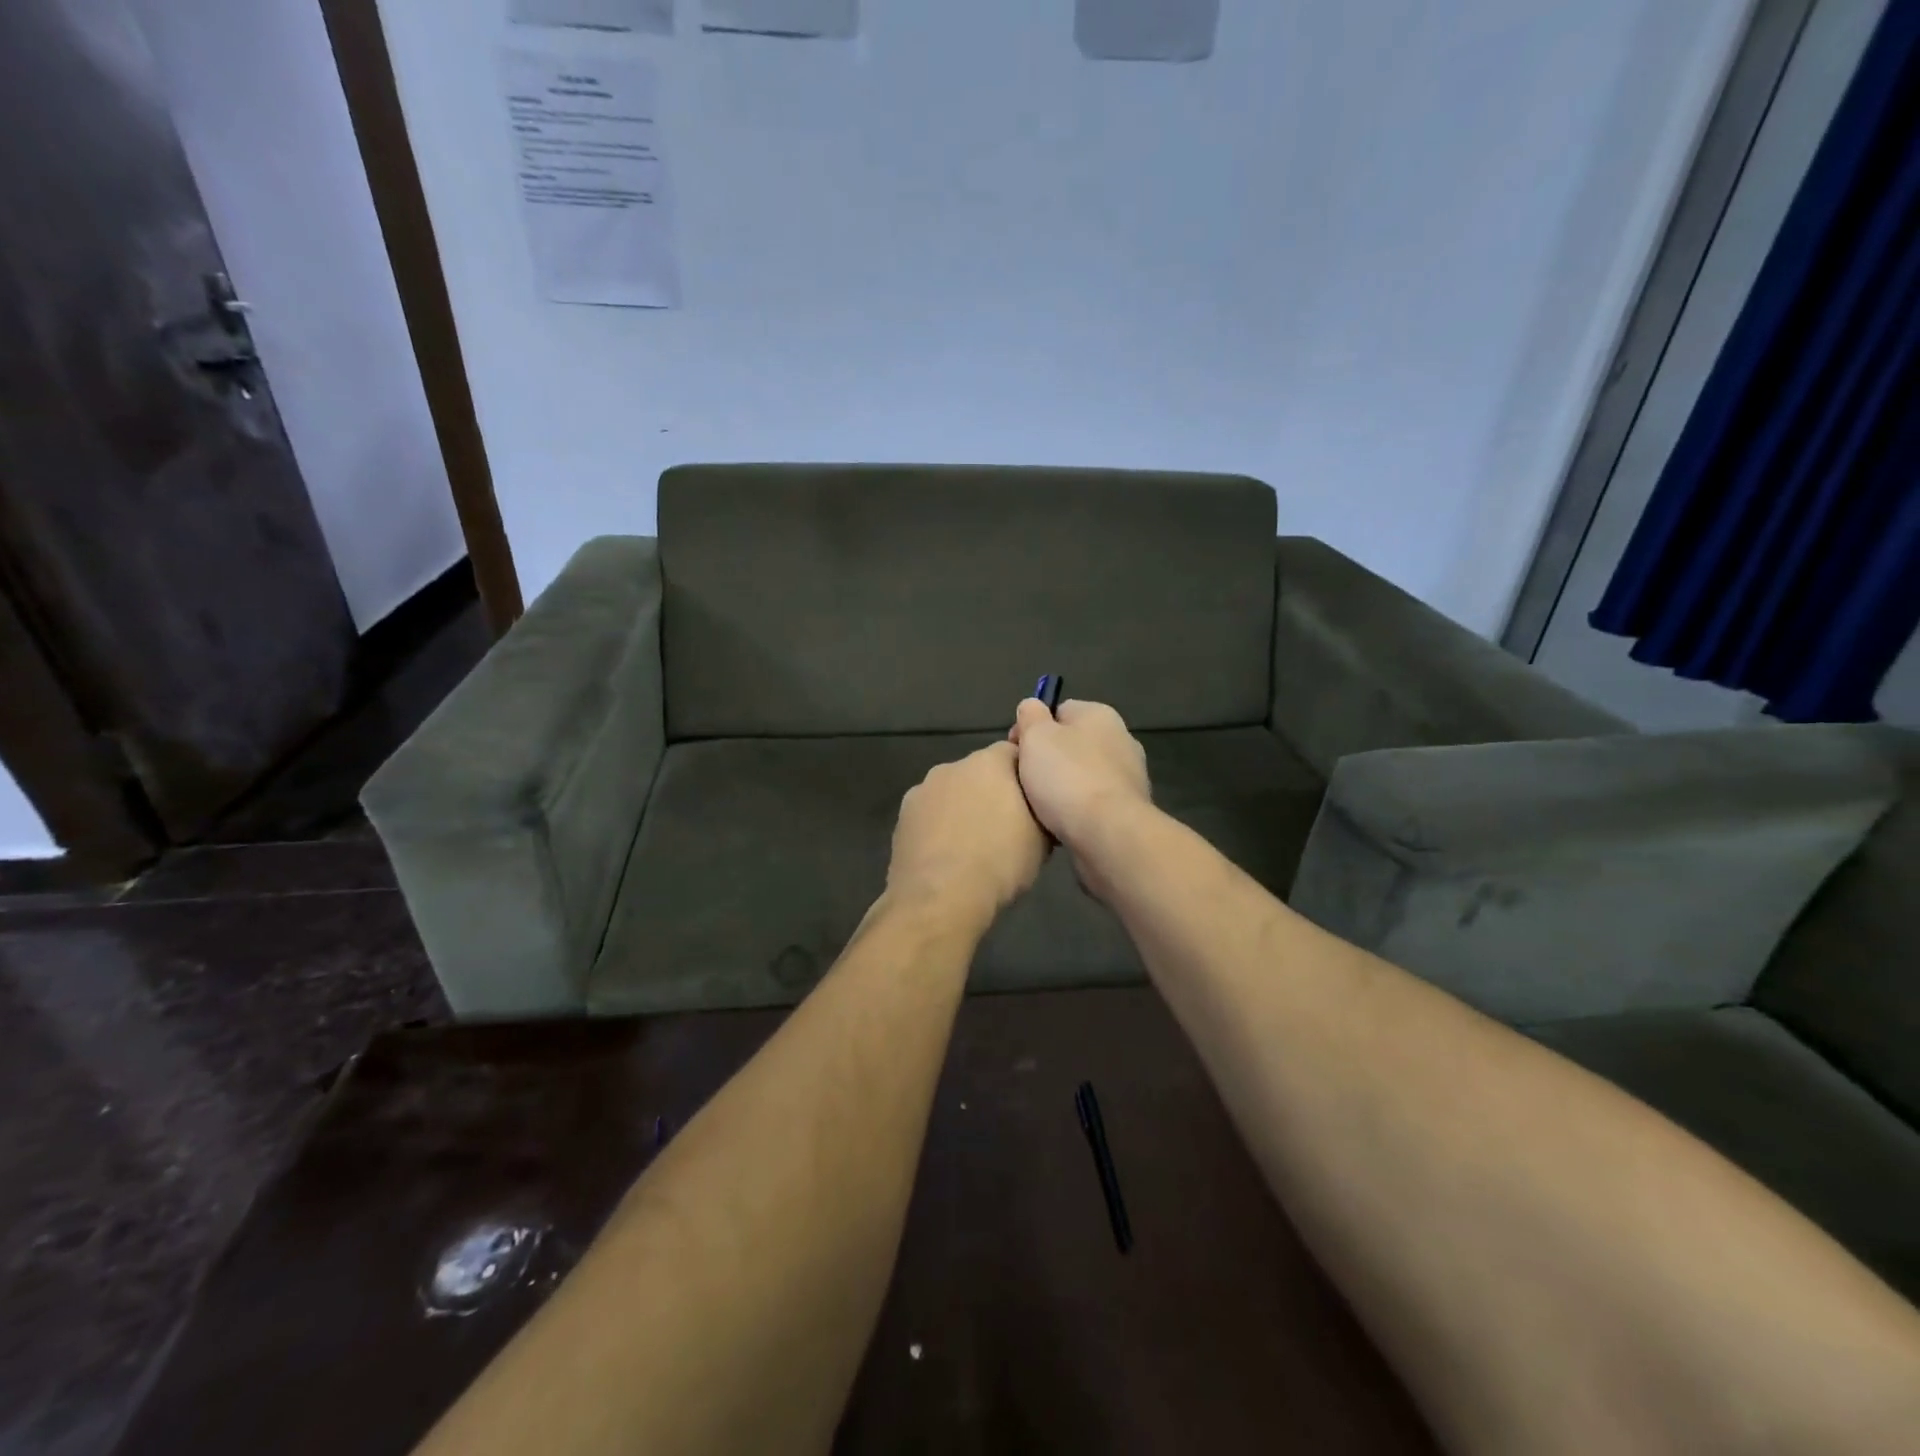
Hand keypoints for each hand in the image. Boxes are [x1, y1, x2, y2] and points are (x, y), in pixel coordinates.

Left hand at [887, 741, 1048, 927]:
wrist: (940, 898)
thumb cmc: (1000, 862)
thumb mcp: (1041, 841)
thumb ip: (1040, 812)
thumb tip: (1038, 811)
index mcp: (989, 762)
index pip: (1013, 753)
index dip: (1024, 776)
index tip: (1032, 801)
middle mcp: (952, 766)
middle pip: (978, 772)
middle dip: (990, 792)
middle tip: (1005, 826)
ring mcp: (922, 790)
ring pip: (950, 793)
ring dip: (961, 810)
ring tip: (973, 846)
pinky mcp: (902, 817)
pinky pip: (929, 815)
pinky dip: (938, 828)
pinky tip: (947, 856)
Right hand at [1008, 698, 1151, 854]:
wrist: (1108, 833)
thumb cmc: (1067, 777)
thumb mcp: (1035, 736)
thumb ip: (1030, 715)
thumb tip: (1032, 707)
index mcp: (1100, 715)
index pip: (1059, 711)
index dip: (1032, 728)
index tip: (1015, 751)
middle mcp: (1121, 739)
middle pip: (1072, 744)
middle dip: (1048, 760)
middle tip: (1024, 780)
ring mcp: (1130, 776)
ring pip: (1083, 775)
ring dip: (1063, 787)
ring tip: (1041, 807)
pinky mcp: (1130, 809)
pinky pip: (1094, 803)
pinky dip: (1079, 810)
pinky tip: (1062, 824)